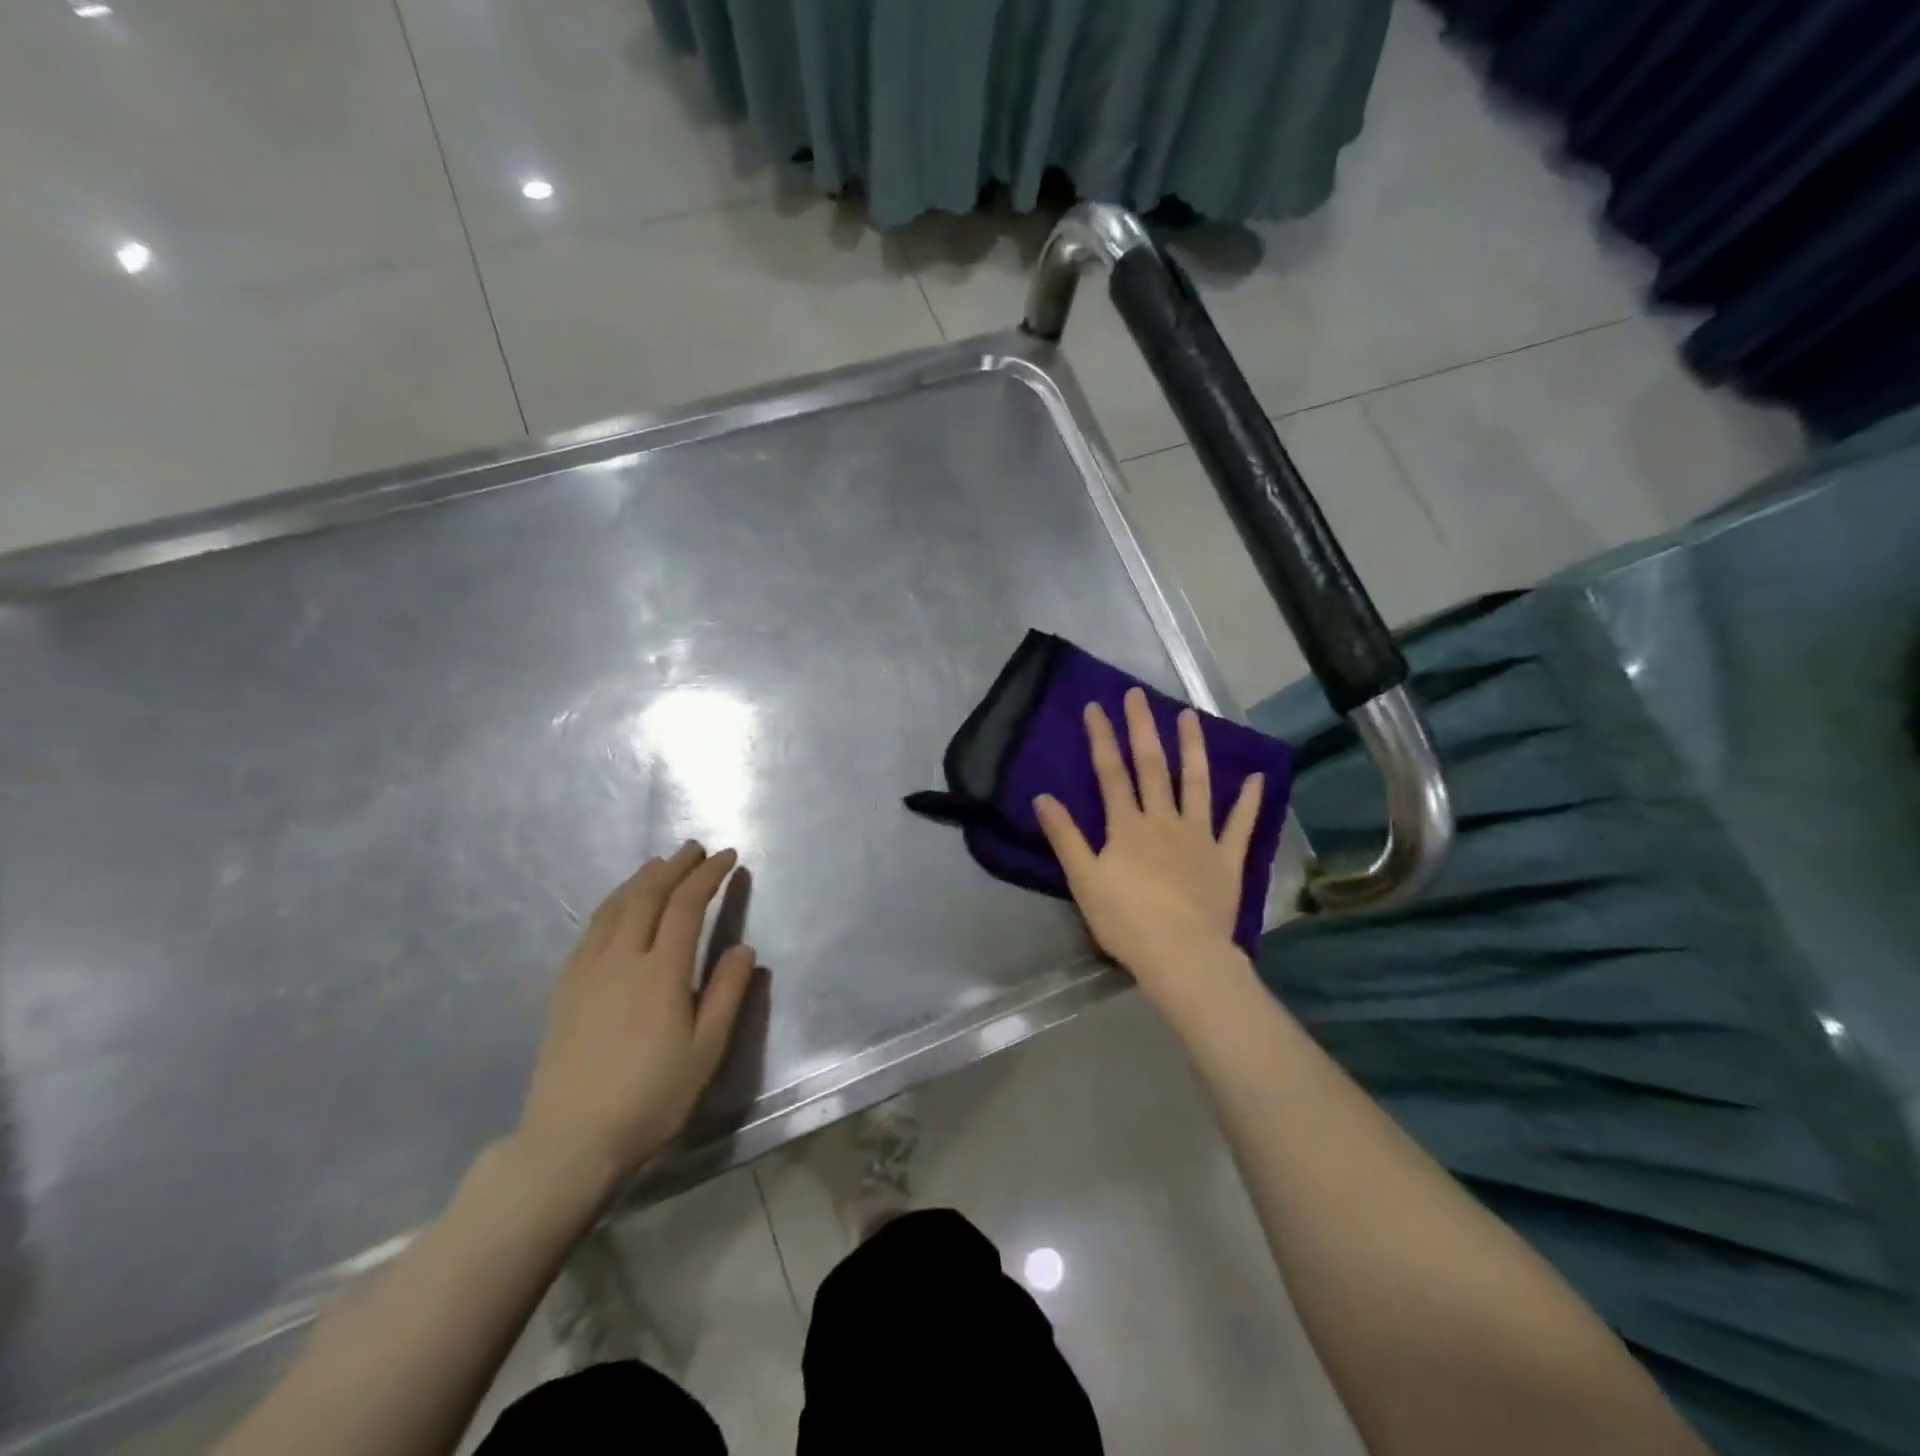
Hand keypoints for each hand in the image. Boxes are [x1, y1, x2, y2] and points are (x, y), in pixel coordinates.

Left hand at [516, 843, 757, 1199]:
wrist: (570, 1140)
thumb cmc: (651, 1097)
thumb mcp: (705, 1051)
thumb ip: (726, 994)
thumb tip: (744, 948)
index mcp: (660, 971)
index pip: (687, 906)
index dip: (708, 876)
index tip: (727, 857)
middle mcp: (621, 958)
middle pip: (648, 895)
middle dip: (674, 866)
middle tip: (694, 848)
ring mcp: (587, 970)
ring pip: (614, 906)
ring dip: (640, 878)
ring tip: (659, 864)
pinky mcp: (564, 987)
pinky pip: (590, 928)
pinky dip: (611, 904)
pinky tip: (617, 907)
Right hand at [1033, 688, 1262, 1009]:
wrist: (1181, 955)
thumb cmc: (1126, 921)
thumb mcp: (1084, 880)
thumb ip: (1065, 837)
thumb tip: (1042, 797)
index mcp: (1127, 826)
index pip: (1111, 773)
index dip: (1102, 738)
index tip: (1096, 707)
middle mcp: (1164, 820)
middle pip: (1152, 767)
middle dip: (1143, 728)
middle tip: (1139, 694)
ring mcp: (1200, 836)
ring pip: (1197, 784)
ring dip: (1193, 748)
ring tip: (1191, 716)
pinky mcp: (1226, 858)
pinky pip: (1240, 825)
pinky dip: (1248, 801)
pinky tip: (1255, 777)